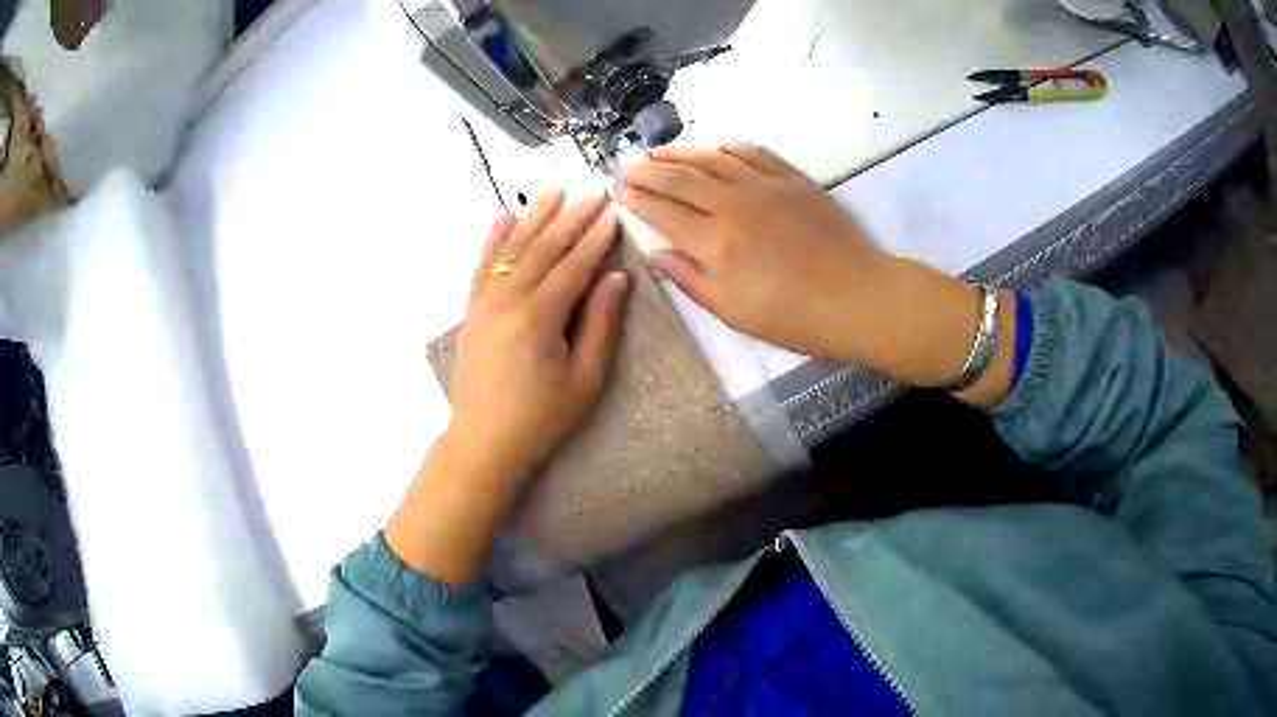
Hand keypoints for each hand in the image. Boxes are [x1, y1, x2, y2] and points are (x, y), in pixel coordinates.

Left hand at [386, 190, 628, 583]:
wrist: (483, 441)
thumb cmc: (541, 417)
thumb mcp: (585, 379)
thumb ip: (601, 324)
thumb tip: (615, 278)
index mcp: (539, 317)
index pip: (573, 265)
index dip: (596, 238)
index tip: (613, 213)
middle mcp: (508, 299)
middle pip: (543, 248)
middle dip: (571, 218)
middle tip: (593, 192)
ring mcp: (484, 301)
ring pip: (511, 247)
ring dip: (534, 216)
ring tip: (552, 189)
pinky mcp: (471, 309)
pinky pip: (483, 264)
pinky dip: (493, 237)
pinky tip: (503, 215)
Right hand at [617, 143, 1007, 391]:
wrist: (859, 298)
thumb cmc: (795, 319)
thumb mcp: (734, 313)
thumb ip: (691, 279)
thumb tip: (656, 252)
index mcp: (714, 242)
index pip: (662, 211)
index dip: (636, 200)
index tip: (619, 193)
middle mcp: (732, 204)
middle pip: (679, 178)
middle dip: (647, 171)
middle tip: (627, 167)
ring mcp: (765, 186)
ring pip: (712, 159)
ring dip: (680, 153)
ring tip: (658, 152)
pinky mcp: (793, 179)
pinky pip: (754, 153)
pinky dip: (729, 147)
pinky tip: (716, 147)